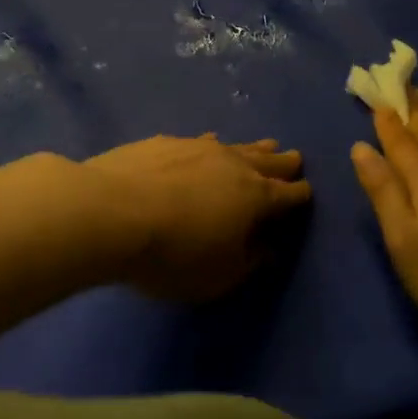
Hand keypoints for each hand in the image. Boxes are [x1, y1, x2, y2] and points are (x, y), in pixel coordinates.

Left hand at [85, 134, 311, 300]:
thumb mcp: (218, 276)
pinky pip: (202, 142)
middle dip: (285, 163)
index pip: (290, 194)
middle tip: (295, 159)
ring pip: (238, 145)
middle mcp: (235, 164)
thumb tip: (269, 248)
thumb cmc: (173, 254)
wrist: (111, 212)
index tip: (306, 195)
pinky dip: (213, 146)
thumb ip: (249, 262)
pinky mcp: (167, 141)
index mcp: (257, 197)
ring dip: (254, 148)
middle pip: (269, 161)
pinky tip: (208, 145)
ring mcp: (200, 147)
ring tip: (265, 145)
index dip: (301, 196)